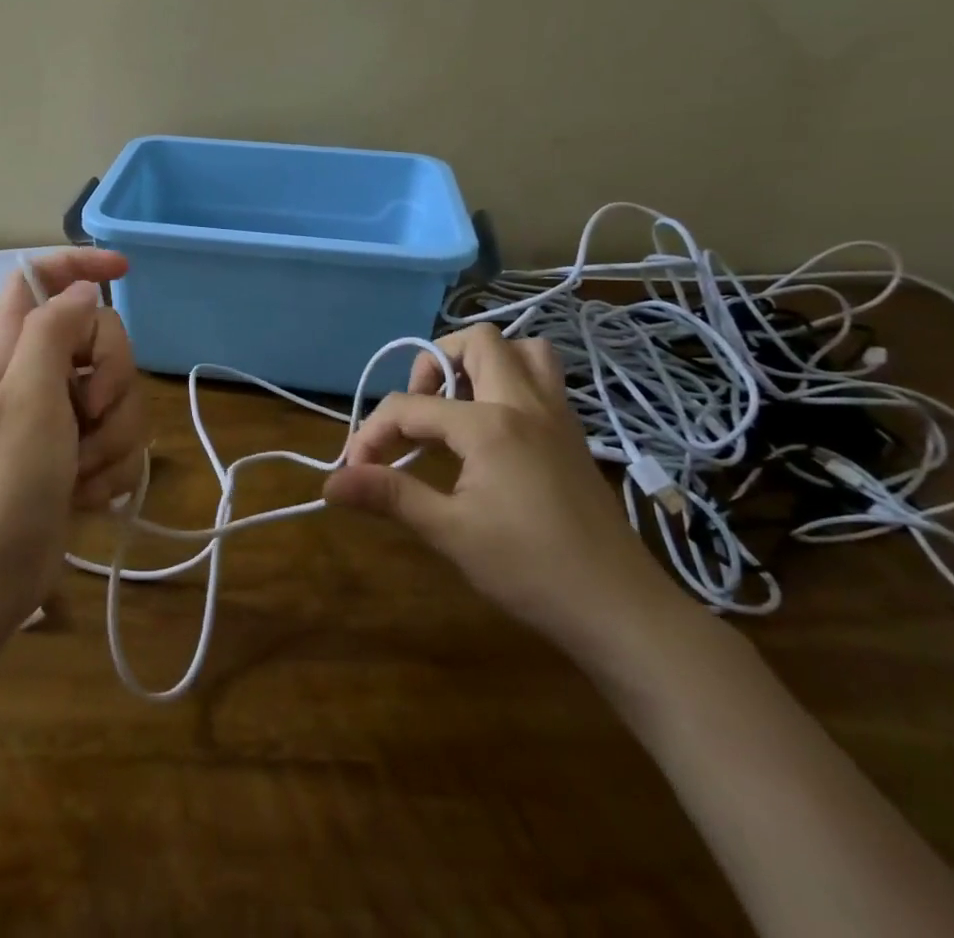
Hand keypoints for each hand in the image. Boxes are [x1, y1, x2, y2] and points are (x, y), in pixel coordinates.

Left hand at [0, 250, 146, 631]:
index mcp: (11, 345)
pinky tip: (86, 492)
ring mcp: (57, 414)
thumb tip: (84, 290)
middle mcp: (35, 371)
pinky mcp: (75, 451)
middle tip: (87, 413)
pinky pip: (118, 436)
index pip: (42, 276)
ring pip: (118, 392)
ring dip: (113, 434)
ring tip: (80, 469)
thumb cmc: (3, 482)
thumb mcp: (27, 395)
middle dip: (112, 377)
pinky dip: (111, 465)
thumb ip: (54, 329)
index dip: (82, 263)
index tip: (126, 272)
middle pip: (100, 336)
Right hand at [323, 324, 688, 669]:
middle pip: (477, 343)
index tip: (356, 471)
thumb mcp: (450, 533)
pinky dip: (512, 382)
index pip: (410, 407)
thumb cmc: (531, 571)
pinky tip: (494, 430)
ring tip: (458, 404)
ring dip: (483, 363)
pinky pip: (544, 380)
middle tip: (418, 411)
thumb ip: (390, 496)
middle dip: (433, 364)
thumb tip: (331, 483)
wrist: (622, 612)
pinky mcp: (573, 436)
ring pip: (523, 350)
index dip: (372, 433)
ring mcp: (557, 416)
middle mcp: (525, 403)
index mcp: (490, 424)